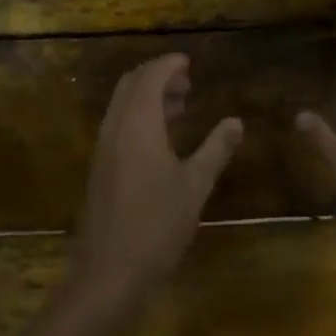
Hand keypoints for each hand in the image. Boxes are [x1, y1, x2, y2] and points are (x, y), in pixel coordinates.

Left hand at [69, 54, 242, 316]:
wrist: (108, 273)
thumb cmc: (156, 225)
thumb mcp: (194, 186)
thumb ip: (216, 149)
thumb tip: (236, 121)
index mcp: (137, 122)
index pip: (151, 75)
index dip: (170, 64)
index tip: (190, 62)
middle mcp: (115, 126)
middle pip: (132, 84)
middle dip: (158, 76)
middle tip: (187, 84)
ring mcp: (103, 147)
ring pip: (123, 104)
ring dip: (148, 97)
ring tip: (180, 108)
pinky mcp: (99, 167)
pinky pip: (118, 124)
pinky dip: (138, 117)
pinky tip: (161, 140)